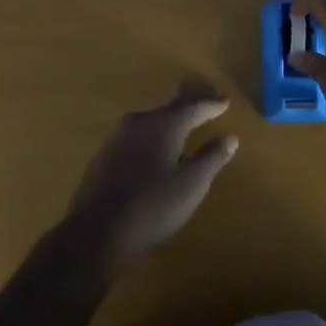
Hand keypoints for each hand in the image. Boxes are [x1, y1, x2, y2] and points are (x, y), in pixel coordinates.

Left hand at [65, 81, 238, 271]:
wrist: (95, 230)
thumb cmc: (152, 206)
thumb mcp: (191, 185)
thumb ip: (211, 158)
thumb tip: (230, 137)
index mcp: (165, 124)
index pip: (193, 107)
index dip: (211, 104)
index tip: (225, 101)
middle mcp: (141, 121)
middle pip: (170, 106)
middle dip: (189, 101)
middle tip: (205, 95)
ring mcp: (118, 136)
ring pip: (151, 120)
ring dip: (169, 118)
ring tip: (182, 122)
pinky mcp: (105, 154)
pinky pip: (137, 134)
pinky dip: (152, 134)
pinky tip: (153, 147)